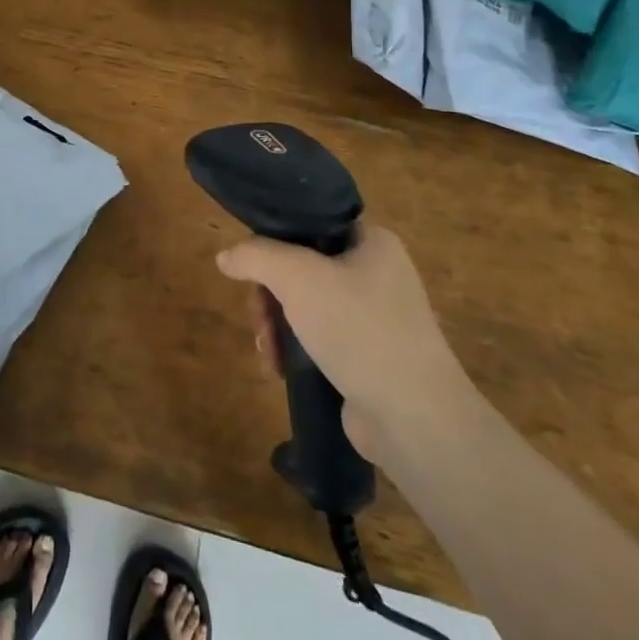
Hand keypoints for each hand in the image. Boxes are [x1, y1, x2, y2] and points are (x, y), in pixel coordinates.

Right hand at [217, 228, 473, 456]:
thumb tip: (225, 256)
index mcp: (373, 242)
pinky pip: (318, 338)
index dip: (277, 236)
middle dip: (270, 292)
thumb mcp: (297, 277)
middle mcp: (377, 274)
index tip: (252, 260)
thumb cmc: (359, 328)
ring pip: (305, 305)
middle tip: (257, 315)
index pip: (314, 222)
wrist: (413, 417)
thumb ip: (255, 256)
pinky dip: (294, 349)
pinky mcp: (368, 356)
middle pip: (302, 266)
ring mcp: (375, 318)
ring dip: (276, 323)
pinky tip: (279, 367)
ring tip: (267, 349)